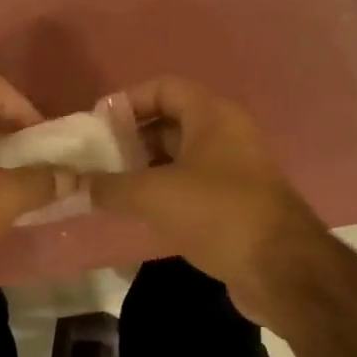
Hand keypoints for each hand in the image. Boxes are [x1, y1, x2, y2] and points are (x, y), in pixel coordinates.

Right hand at [90, 77, 328, 322]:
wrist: (281, 269)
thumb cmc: (217, 214)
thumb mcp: (153, 195)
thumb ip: (109, 186)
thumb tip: (75, 184)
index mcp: (212, 115)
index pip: (163, 88)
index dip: (127, 101)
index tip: (96, 127)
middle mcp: (225, 134)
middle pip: (168, 122)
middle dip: (129, 138)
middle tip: (96, 161)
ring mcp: (232, 170)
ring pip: (177, 157)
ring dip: (143, 169)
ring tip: (108, 188)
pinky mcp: (232, 203)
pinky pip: (188, 185)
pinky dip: (161, 192)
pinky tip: (135, 212)